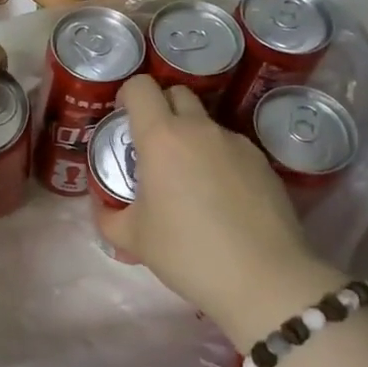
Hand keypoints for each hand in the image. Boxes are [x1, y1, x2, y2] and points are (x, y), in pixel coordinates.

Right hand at [94, 75, 347, 344]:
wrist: (264, 279)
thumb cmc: (187, 252)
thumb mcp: (133, 239)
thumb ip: (108, 216)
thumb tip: (103, 206)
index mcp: (162, 138)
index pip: (141, 87)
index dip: (128, 95)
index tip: (123, 119)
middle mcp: (200, 129)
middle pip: (177, 94)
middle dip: (160, 108)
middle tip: (152, 145)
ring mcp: (236, 143)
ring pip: (206, 123)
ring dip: (191, 137)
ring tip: (189, 180)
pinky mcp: (263, 163)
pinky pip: (231, 148)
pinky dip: (218, 160)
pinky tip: (221, 199)